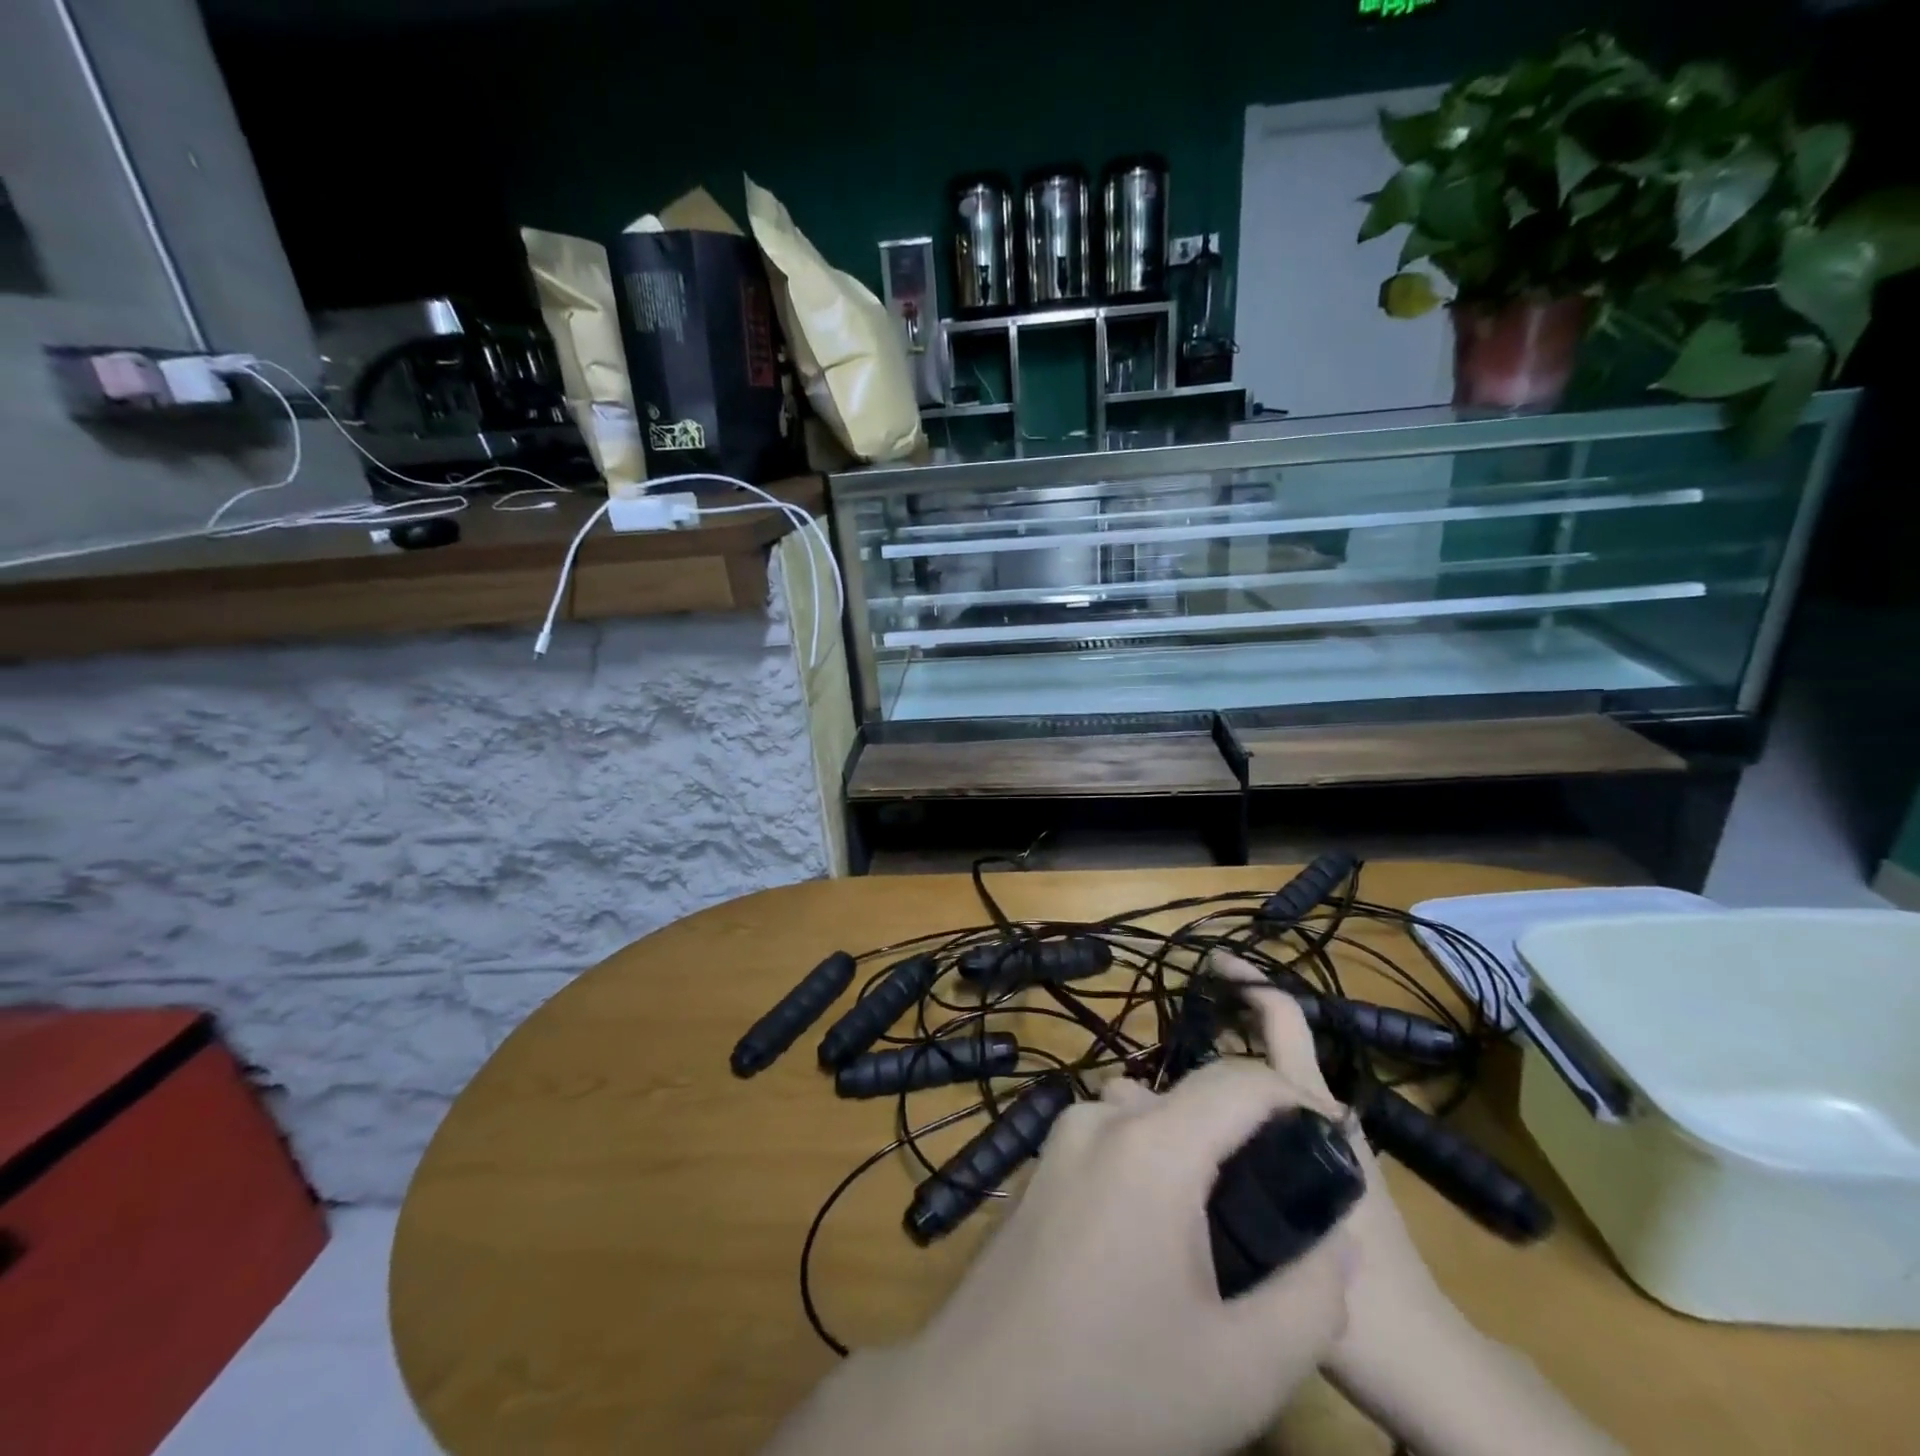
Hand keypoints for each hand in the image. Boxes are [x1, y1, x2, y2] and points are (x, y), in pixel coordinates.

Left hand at [766, 1058, 1355, 1455]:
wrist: (979, 1395)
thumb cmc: (1113, 1385)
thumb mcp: (1240, 1370)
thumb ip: (1313, 1300)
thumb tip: (1338, 1241)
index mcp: (1152, 1146)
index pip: (1238, 1080)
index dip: (1293, 1098)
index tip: (1329, 1146)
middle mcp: (1103, 1117)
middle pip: (1194, 1093)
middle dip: (1250, 1129)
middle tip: (1285, 1198)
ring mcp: (1064, 1133)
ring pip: (1154, 1112)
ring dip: (1199, 1145)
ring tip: (1226, 1221)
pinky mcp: (1043, 1159)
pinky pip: (1116, 1133)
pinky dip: (1156, 1155)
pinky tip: (1160, 1230)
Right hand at [1205, 955, 1458, 1403]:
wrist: (1421, 1357)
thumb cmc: (1361, 1288)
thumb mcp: (1286, 1219)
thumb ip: (1215, 1163)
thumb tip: (1139, 1106)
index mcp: (1313, 1107)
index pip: (1284, 1022)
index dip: (1250, 983)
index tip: (1210, 961)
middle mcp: (1317, 1111)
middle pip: (1269, 1044)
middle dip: (1227, 1016)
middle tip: (1168, 1014)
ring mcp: (1319, 1140)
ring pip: (1263, 1081)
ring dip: (1223, 1062)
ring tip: (1167, 1068)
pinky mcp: (1314, 1171)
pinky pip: (1265, 1116)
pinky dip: (1233, 1102)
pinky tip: (1196, 1127)